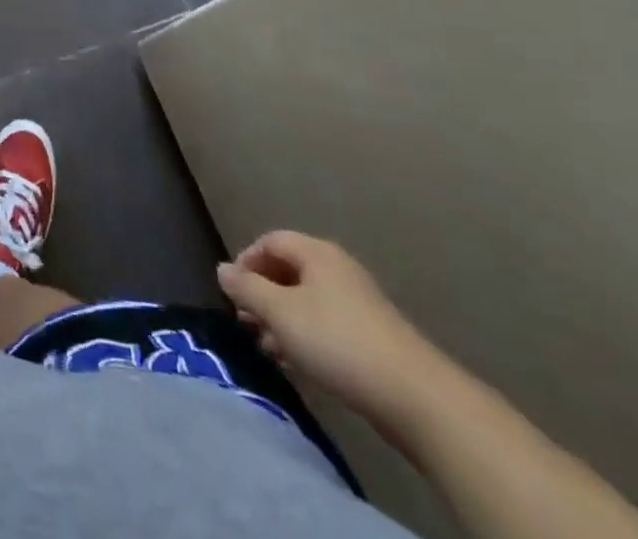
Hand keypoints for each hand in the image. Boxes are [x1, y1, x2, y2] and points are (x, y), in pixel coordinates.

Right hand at [218, 231, 444, 424]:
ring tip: (267, 348)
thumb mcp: (281, 312)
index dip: (246, 261)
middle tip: (246, 323)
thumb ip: (247, 288)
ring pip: (306, 302)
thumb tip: (222, 269)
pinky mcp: (371, 337)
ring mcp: (358, 303)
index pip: (270, 241)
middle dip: (262, 295)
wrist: (415, 397)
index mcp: (316, 253)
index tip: (233, 293)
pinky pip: (326, 325)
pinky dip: (305, 337)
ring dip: (281, 320)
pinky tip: (296, 364)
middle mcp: (337, 269)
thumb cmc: (338, 341)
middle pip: (288, 271)